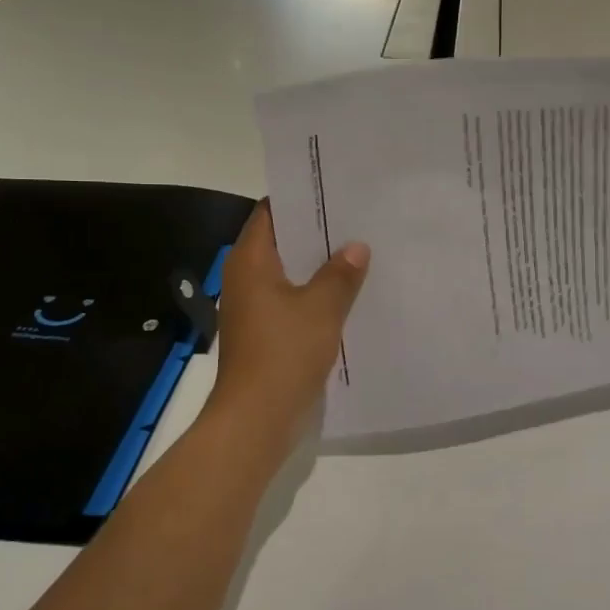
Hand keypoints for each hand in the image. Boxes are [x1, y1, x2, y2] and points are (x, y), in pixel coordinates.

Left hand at [206, 202, 369, 453]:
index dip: (302, 199)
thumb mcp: (321, 308)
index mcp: (251, 261)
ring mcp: (255, 307)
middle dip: (318, 233)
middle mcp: (247, 278)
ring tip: (362, 252)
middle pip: (282, 242)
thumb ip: (340, 274)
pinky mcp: (266, 332)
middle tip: (359, 219)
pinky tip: (350, 295)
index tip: (336, 191)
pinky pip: (293, 300)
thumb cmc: (284, 353)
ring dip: (320, 266)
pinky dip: (316, 294)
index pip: (271, 212)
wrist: (256, 419)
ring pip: (291, 273)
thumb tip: (356, 247)